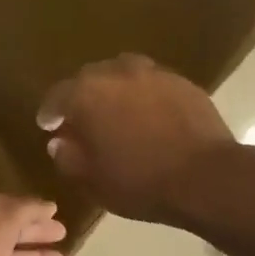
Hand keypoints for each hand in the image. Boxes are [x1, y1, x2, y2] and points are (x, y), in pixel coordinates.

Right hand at [38, 55, 236, 223]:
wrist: (205, 176)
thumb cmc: (140, 182)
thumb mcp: (94, 181)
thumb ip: (69, 158)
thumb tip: (59, 143)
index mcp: (87, 94)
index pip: (57, 96)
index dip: (50, 112)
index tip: (48, 126)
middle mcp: (117, 73)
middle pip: (90, 79)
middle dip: (82, 97)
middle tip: (82, 120)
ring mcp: (153, 73)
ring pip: (123, 75)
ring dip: (114, 91)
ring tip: (117, 113)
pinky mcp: (182, 82)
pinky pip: (152, 84)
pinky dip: (143, 96)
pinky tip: (149, 116)